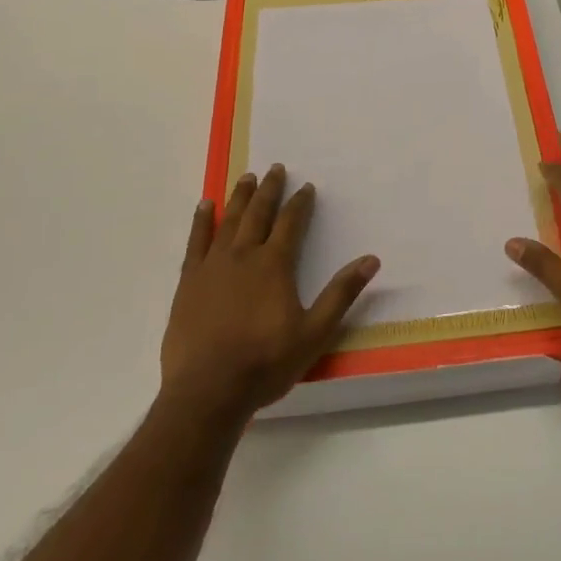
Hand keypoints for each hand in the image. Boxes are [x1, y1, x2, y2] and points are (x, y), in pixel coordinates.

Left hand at [161, 165, 379, 418]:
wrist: (207, 392)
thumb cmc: (265, 364)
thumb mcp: (314, 333)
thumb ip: (341, 294)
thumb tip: (371, 259)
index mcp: (274, 265)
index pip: (291, 223)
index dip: (300, 203)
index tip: (306, 186)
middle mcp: (244, 255)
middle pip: (259, 213)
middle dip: (269, 190)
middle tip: (276, 168)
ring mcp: (212, 266)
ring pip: (229, 221)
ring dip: (240, 197)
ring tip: (247, 177)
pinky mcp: (188, 282)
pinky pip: (195, 242)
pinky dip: (201, 221)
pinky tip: (205, 205)